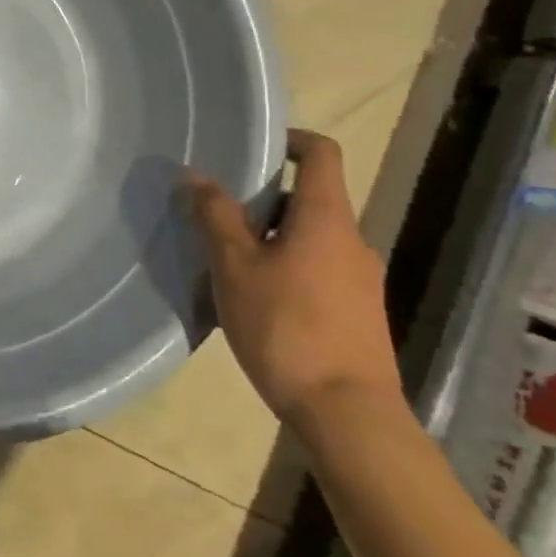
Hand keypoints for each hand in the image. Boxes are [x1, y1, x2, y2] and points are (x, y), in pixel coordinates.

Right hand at [186, 128, 402, 431]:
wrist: (348, 416)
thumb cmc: (287, 327)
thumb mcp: (234, 265)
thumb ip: (215, 216)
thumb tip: (196, 176)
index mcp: (326, 219)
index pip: (322, 154)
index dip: (291, 140)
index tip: (253, 148)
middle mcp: (352, 241)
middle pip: (309, 198)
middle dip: (263, 198)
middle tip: (217, 210)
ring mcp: (360, 281)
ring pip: (310, 237)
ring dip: (271, 236)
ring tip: (226, 256)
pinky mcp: (357, 314)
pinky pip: (317, 269)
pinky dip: (285, 266)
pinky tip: (253, 295)